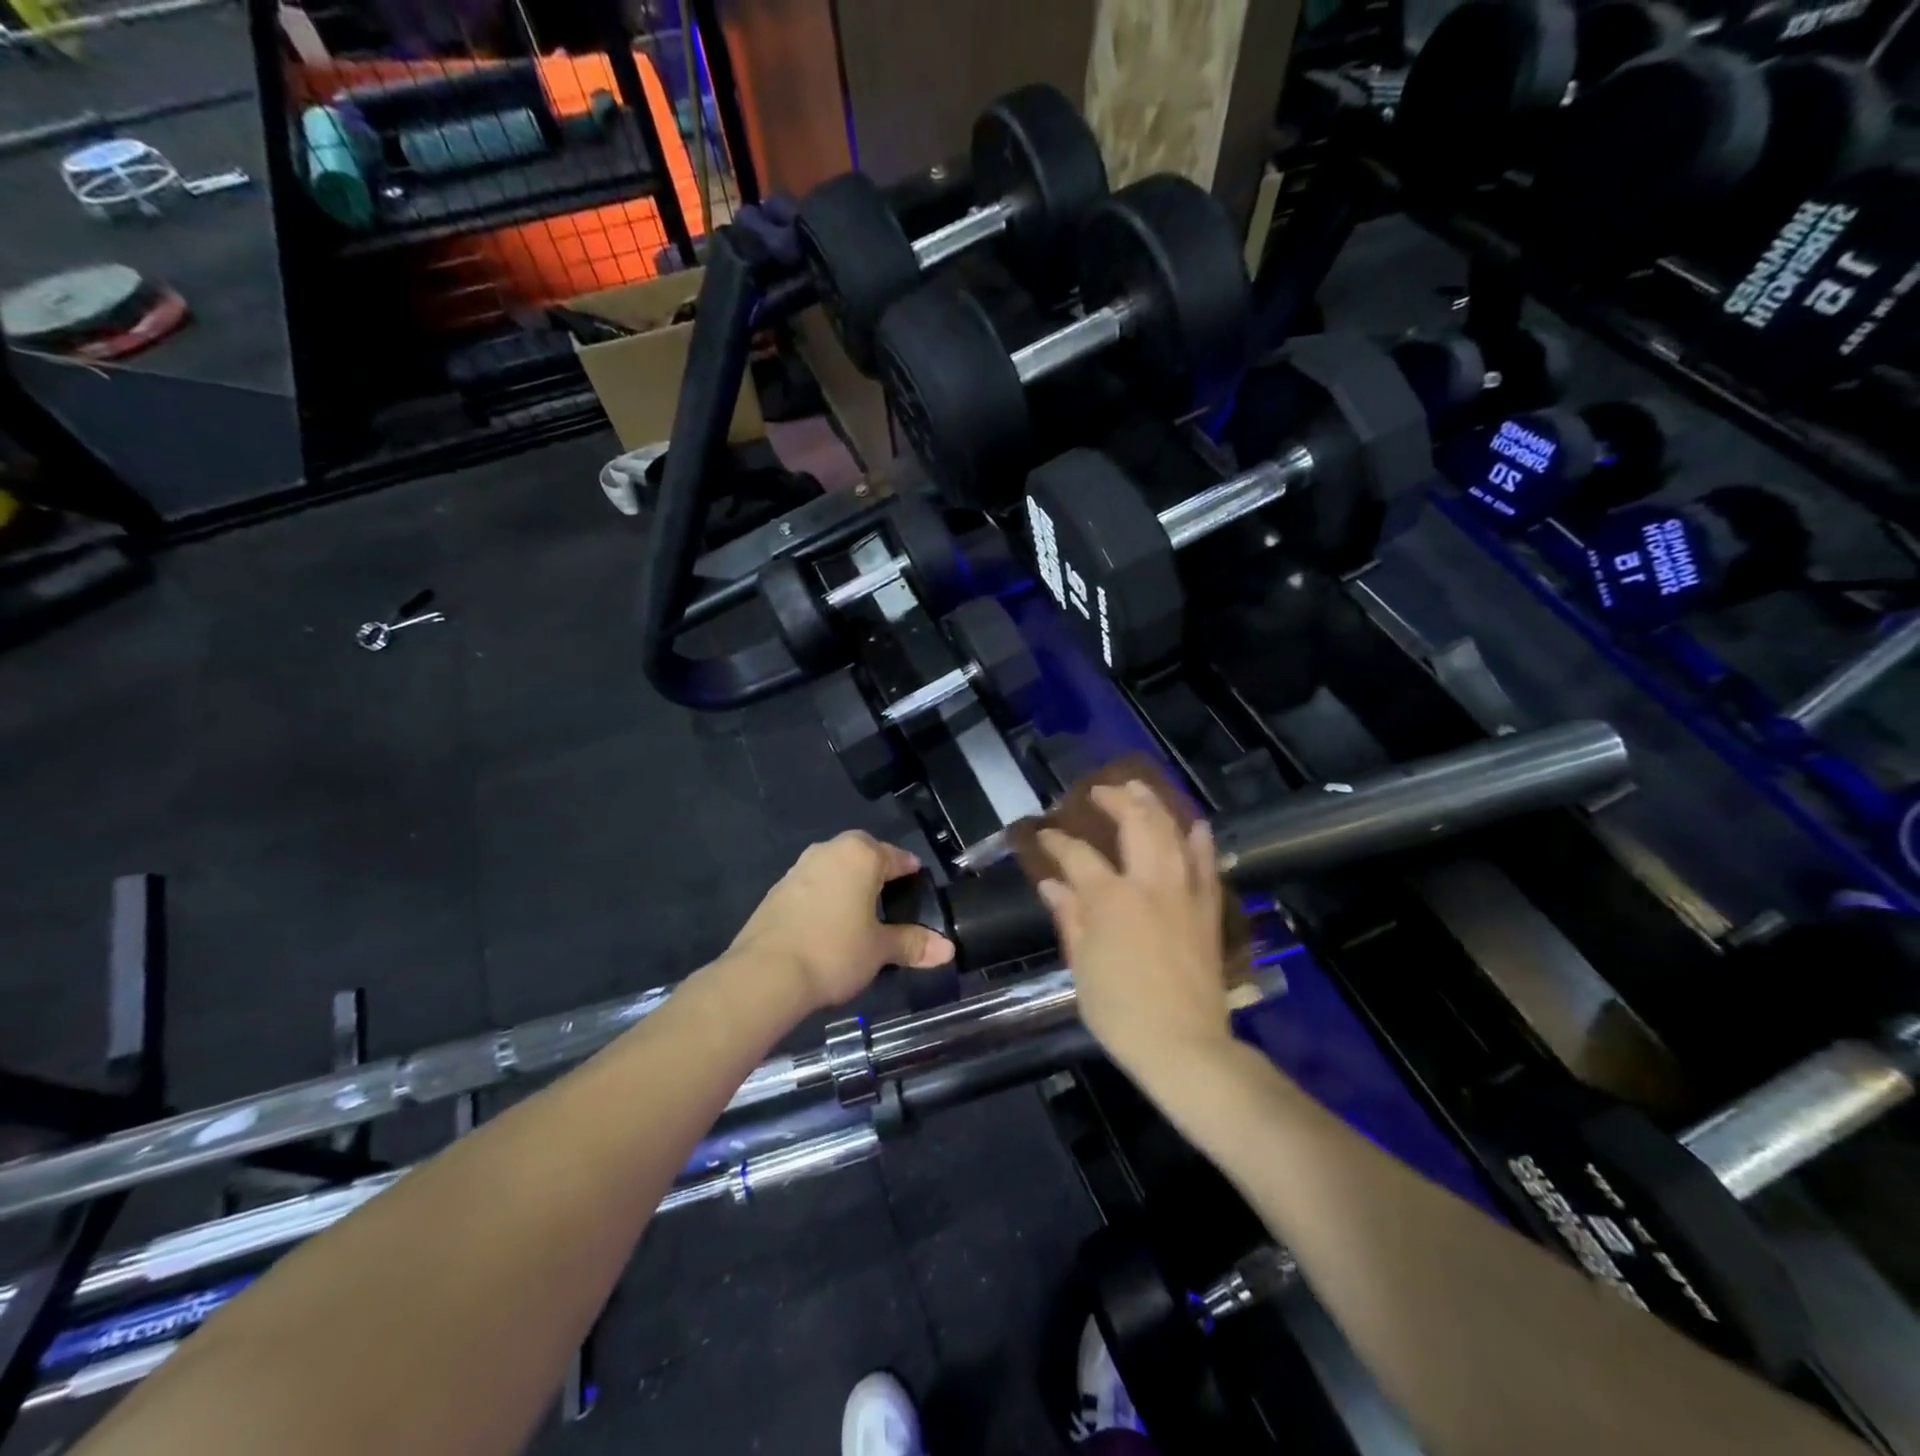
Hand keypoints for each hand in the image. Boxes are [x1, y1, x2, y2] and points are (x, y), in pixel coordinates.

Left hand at [729, 832, 953, 1011]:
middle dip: (877, 869)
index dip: (910, 871)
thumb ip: (913, 943)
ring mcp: (799, 868)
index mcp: (861, 855)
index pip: (896, 856)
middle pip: (862, 853)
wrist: (766, 973)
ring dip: (848, 882)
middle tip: (890, 896)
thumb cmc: (835, 951)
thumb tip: (948, 950)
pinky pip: (812, 885)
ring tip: (861, 912)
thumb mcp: (880, 950)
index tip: (919, 885)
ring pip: (834, 867)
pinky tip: (829, 924)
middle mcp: (829, 851)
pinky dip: (825, 897)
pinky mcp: (777, 890)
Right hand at [1037, 782, 1232, 1086]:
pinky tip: (1196, 825)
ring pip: (1172, 835)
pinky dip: (1201, 842)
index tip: (1043, 833)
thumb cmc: (1120, 1011)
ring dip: (1156, 806)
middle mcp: (1149, 884)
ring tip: (1140, 789)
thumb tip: (1051, 884)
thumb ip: (1070, 918)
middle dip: (1116, 800)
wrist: (1183, 1045)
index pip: (1078, 856)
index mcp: (1110, 899)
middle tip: (1100, 791)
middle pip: (1135, 824)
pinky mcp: (1207, 911)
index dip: (1057, 841)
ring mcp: (1184, 894)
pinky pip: (1207, 866)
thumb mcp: (1081, 966)